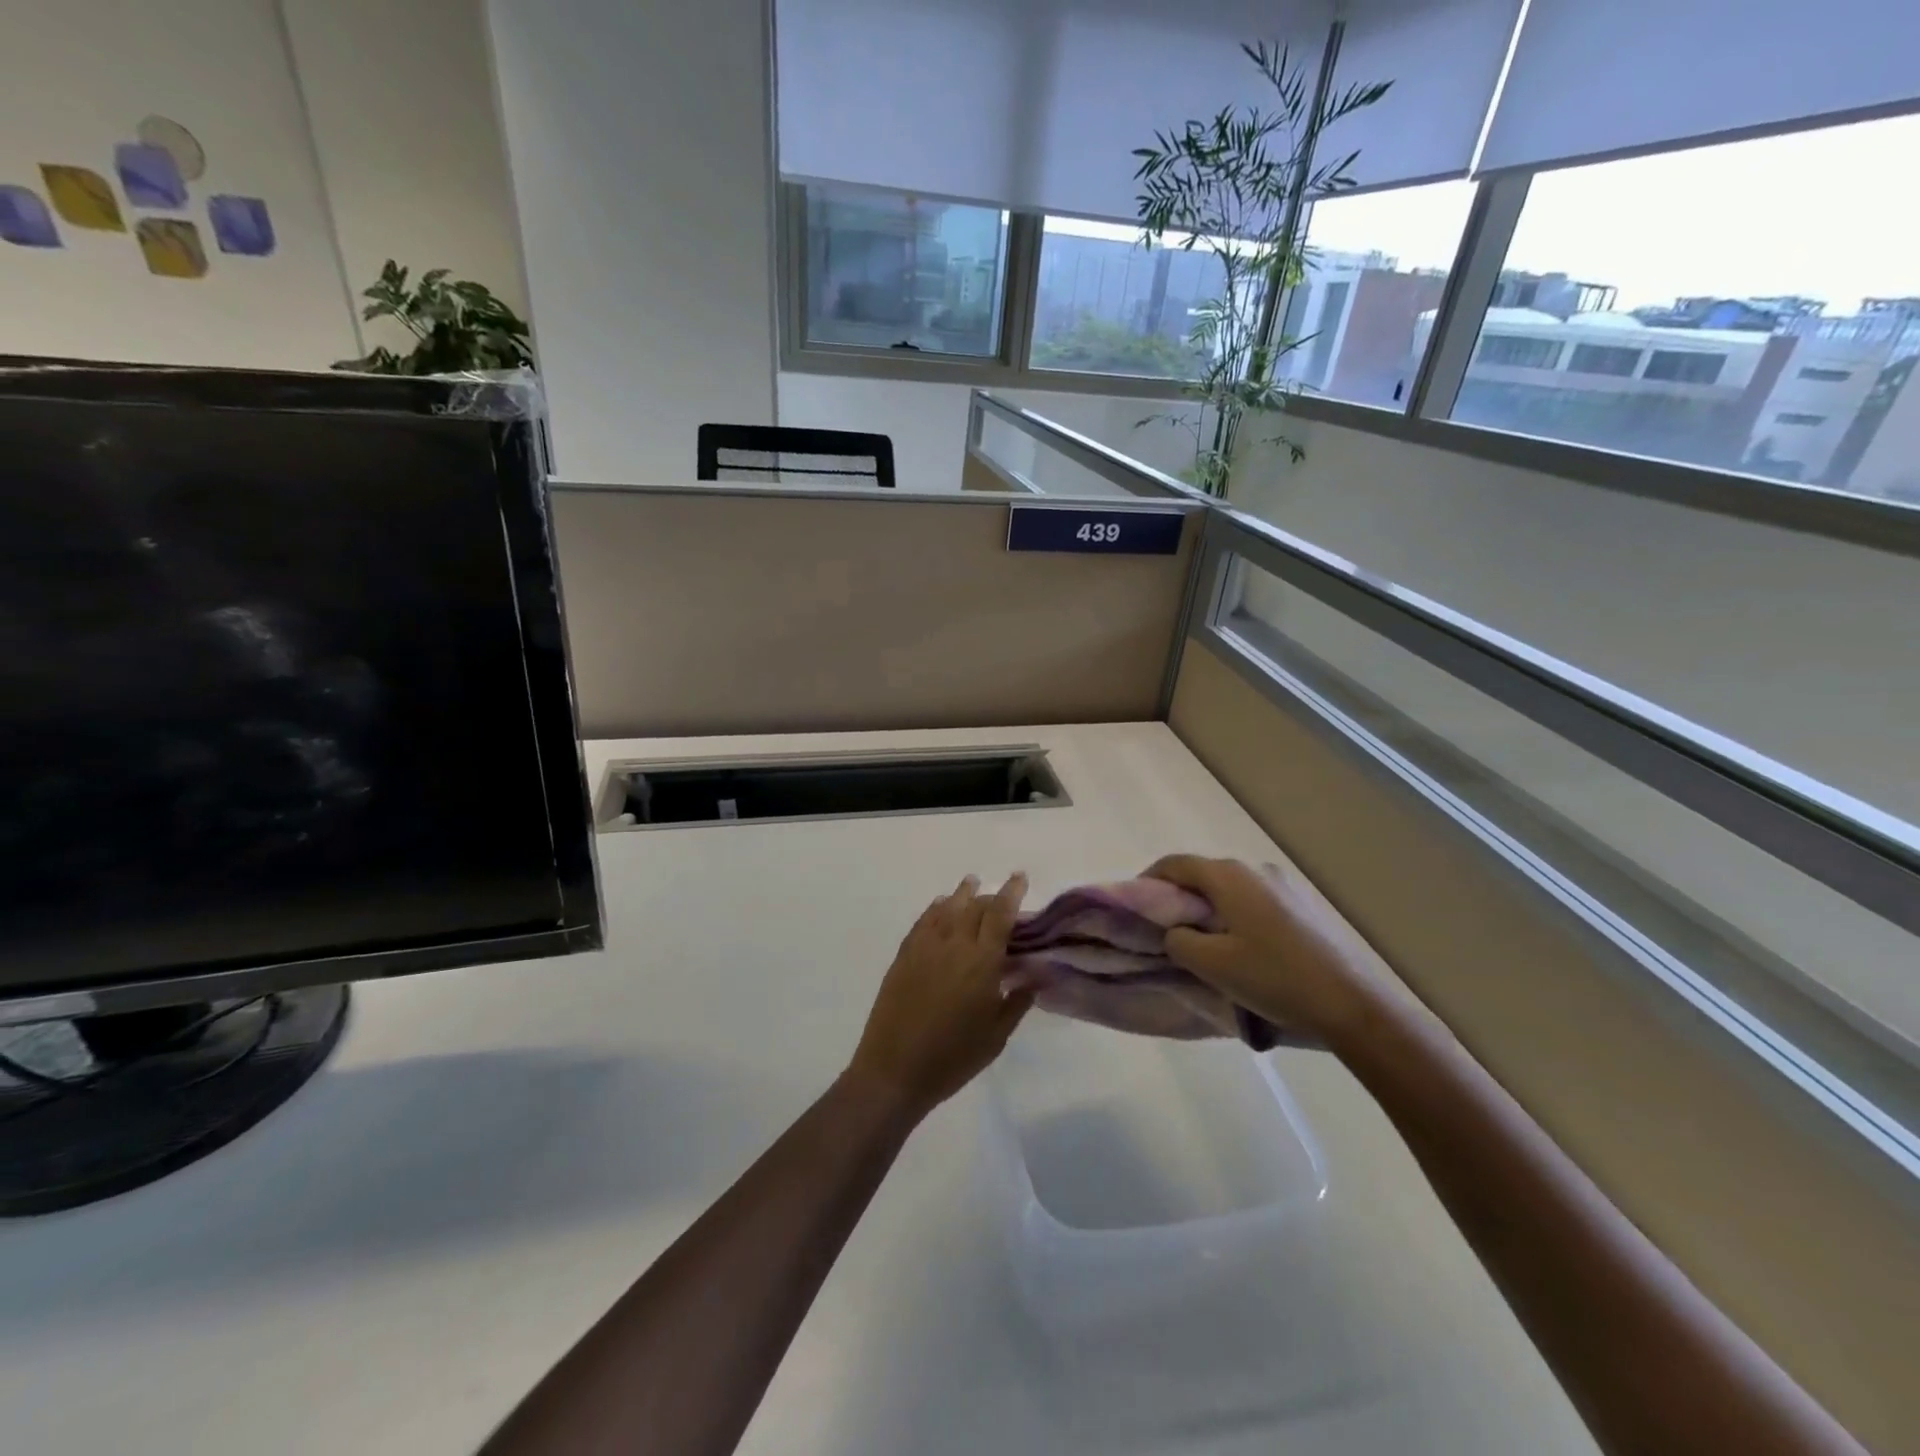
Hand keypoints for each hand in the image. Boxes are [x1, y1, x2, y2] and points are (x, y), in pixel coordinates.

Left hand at [846, 873, 1031, 1120]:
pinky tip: (941, 907)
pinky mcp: (904, 955)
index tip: (1019, 878)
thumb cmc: (954, 1057)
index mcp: (982, 961)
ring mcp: (925, 947)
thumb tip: (1037, 976)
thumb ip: (1018, 1001)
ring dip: (962, 894)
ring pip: (947, 908)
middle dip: (990, 896)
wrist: (895, 1070)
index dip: (1012, 892)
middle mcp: (954, 944)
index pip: (1000, 914)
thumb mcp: (996, 1035)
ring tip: (970, 884)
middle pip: (974, 906)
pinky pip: (923, 921)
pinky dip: (936, 909)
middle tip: (1000, 896)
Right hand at [1145, 853, 1395, 1048]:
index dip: (1148, 881)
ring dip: (1210, 908)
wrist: (1355, 1004)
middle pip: (1204, 874)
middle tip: (1166, 930)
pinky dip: (1237, 915)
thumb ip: (1178, 940)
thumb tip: (1175, 931)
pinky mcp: (1305, 904)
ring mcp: (1285, 884)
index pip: (1175, 864)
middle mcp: (1256, 869)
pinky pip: (1256, 900)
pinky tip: (1244, 947)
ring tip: (1205, 942)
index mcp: (1229, 876)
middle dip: (1179, 897)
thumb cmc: (1275, 979)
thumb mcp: (1211, 965)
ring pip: (1231, 888)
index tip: (1136, 907)